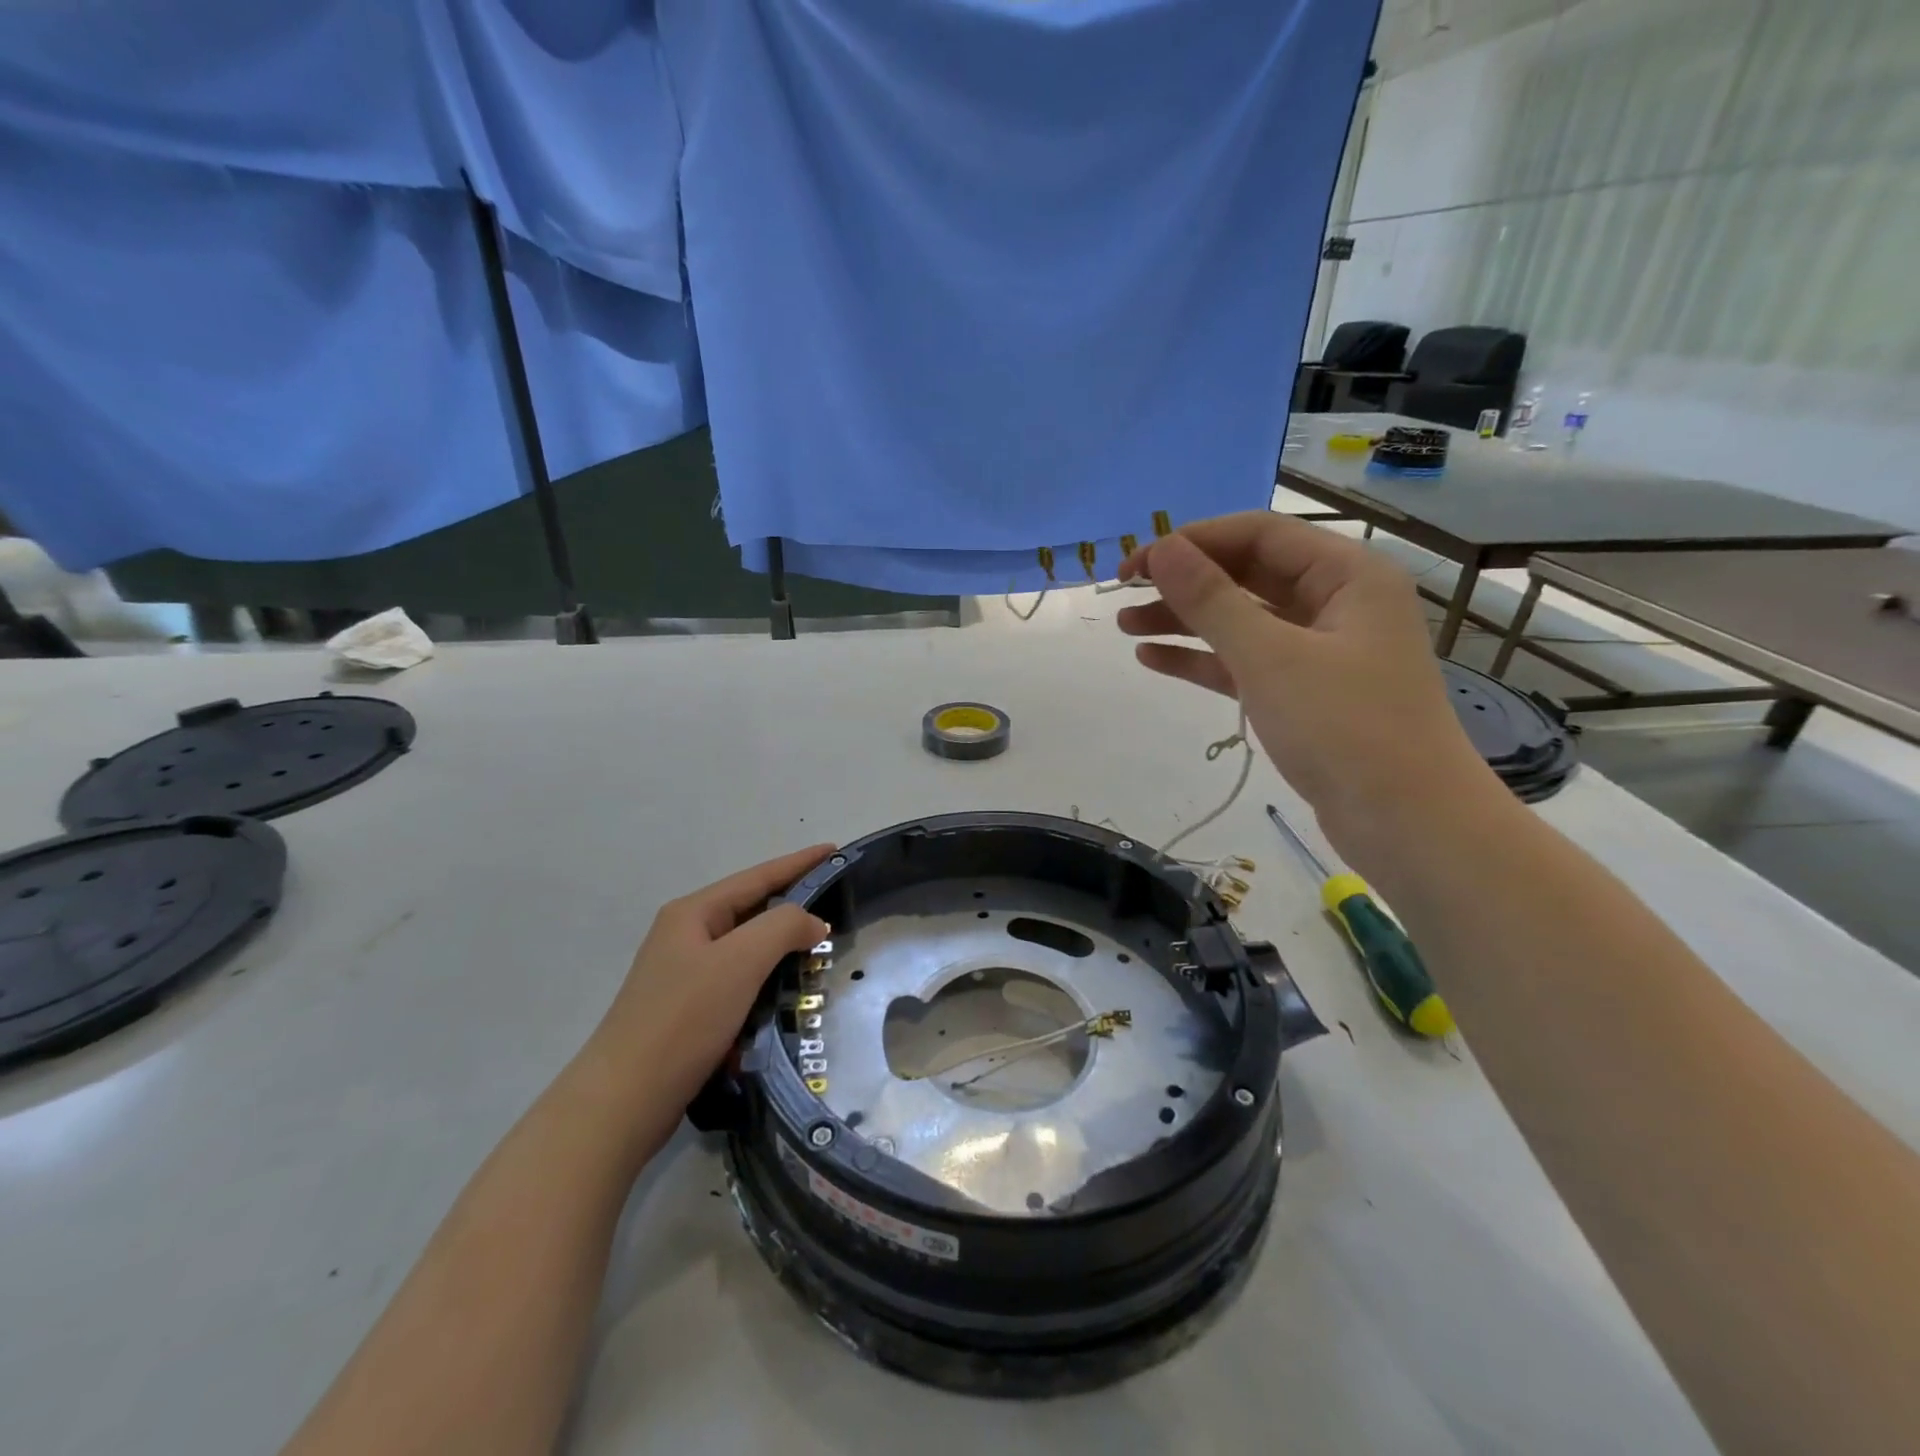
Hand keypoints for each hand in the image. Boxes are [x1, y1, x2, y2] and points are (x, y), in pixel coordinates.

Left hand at [586, 845, 834, 1115]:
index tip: (835, 851)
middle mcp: (686, 936)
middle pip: (751, 910)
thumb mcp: (740, 961)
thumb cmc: (684, 1019)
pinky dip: (765, 985)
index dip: (799, 863)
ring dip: (781, 950)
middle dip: (793, 908)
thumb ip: (783, 927)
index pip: (758, 877)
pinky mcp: (688, 1012)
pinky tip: (787, 998)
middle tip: (837, 906)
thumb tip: (813, 922)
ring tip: (819, 952)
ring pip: (746, 950)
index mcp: (693, 913)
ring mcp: (684, 975)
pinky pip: (738, 984)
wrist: (624, 1101)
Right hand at [1117, 513, 1493, 857]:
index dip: (1192, 541)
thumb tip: (1162, 549)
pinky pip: (1246, 662)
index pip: (1259, 534)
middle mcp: (1337, 603)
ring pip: (1243, 621)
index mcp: (1347, 575)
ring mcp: (1321, 651)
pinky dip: (1203, 659)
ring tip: (1125, 627)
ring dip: (1185, 620)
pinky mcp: (1305, 695)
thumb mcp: (1269, 657)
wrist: (1406, 825)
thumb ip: (1211, 599)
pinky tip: (1153, 659)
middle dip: (1184, 582)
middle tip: (1123, 594)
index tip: (1136, 564)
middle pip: (1248, 574)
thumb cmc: (1344, 727)